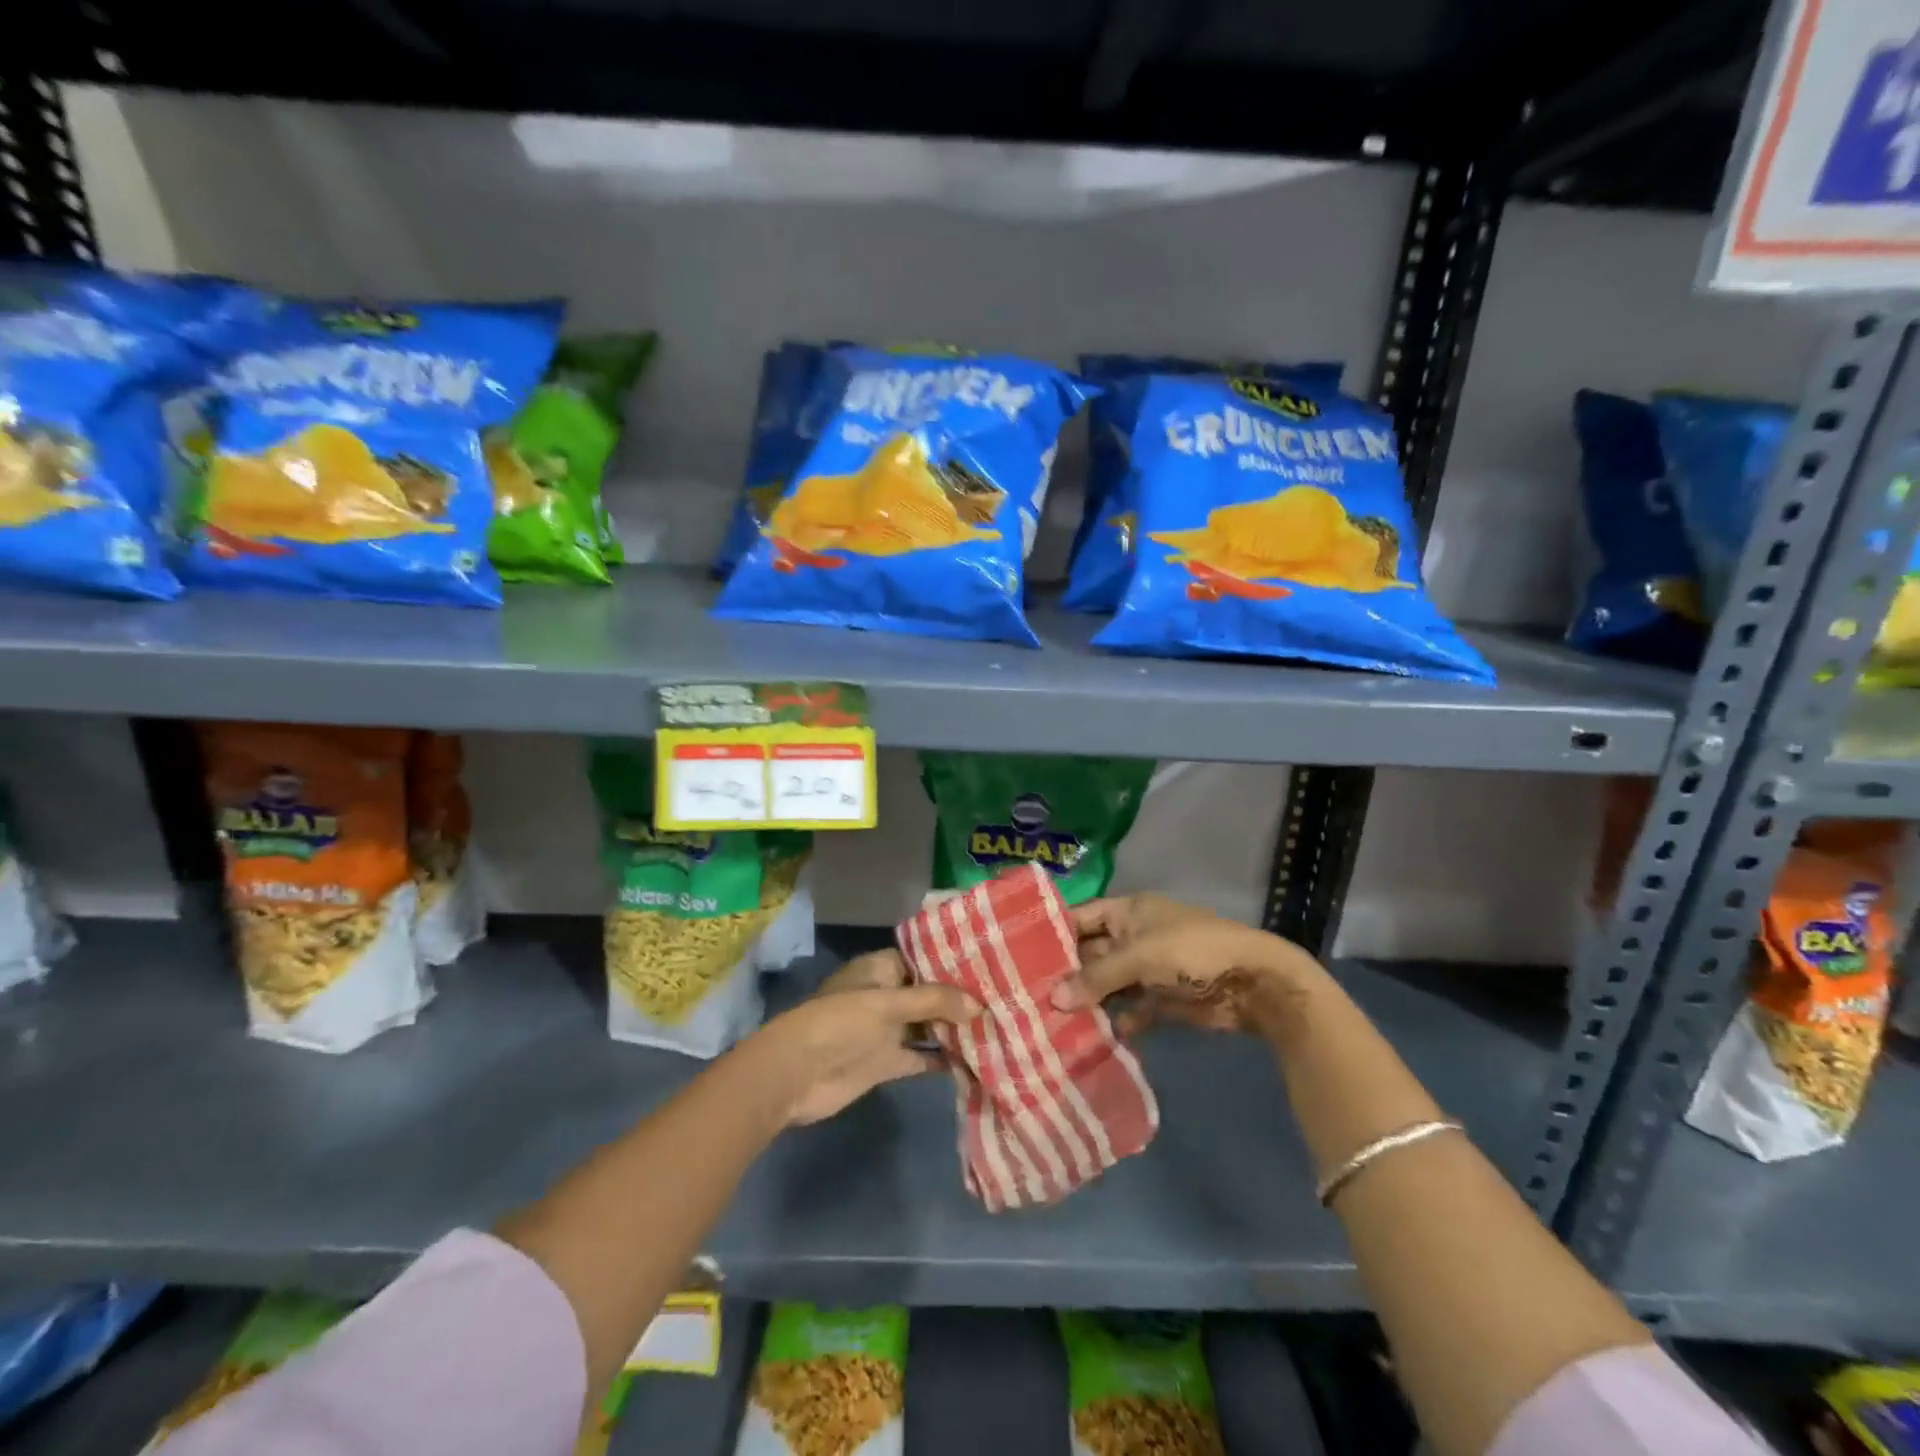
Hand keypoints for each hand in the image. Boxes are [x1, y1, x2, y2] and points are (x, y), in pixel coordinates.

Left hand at [755, 949, 977, 1126]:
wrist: (795, 1076)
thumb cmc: (840, 1023)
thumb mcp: (888, 1004)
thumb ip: (935, 1002)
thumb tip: (980, 1005)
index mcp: (880, 968)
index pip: (923, 958)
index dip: (952, 961)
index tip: (988, 964)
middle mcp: (886, 995)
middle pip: (929, 993)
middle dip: (960, 998)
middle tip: (1003, 998)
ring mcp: (887, 1030)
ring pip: (928, 1025)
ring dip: (955, 1028)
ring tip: (998, 1027)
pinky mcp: (886, 1063)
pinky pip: (921, 1057)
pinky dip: (943, 1059)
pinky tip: (975, 1061)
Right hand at [1050, 894, 1319, 1036]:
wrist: (1253, 983)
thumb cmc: (1192, 951)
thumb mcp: (1140, 957)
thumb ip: (1097, 976)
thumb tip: (1054, 997)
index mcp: (1129, 912)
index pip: (1081, 918)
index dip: (1055, 934)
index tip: (1020, 956)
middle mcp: (1135, 937)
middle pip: (1092, 954)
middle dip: (1067, 975)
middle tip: (1028, 998)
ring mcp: (1149, 970)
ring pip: (1109, 985)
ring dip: (1089, 1002)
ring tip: (1051, 1024)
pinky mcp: (1163, 1001)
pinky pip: (1130, 1010)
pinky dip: (1116, 1022)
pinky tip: (1093, 1039)